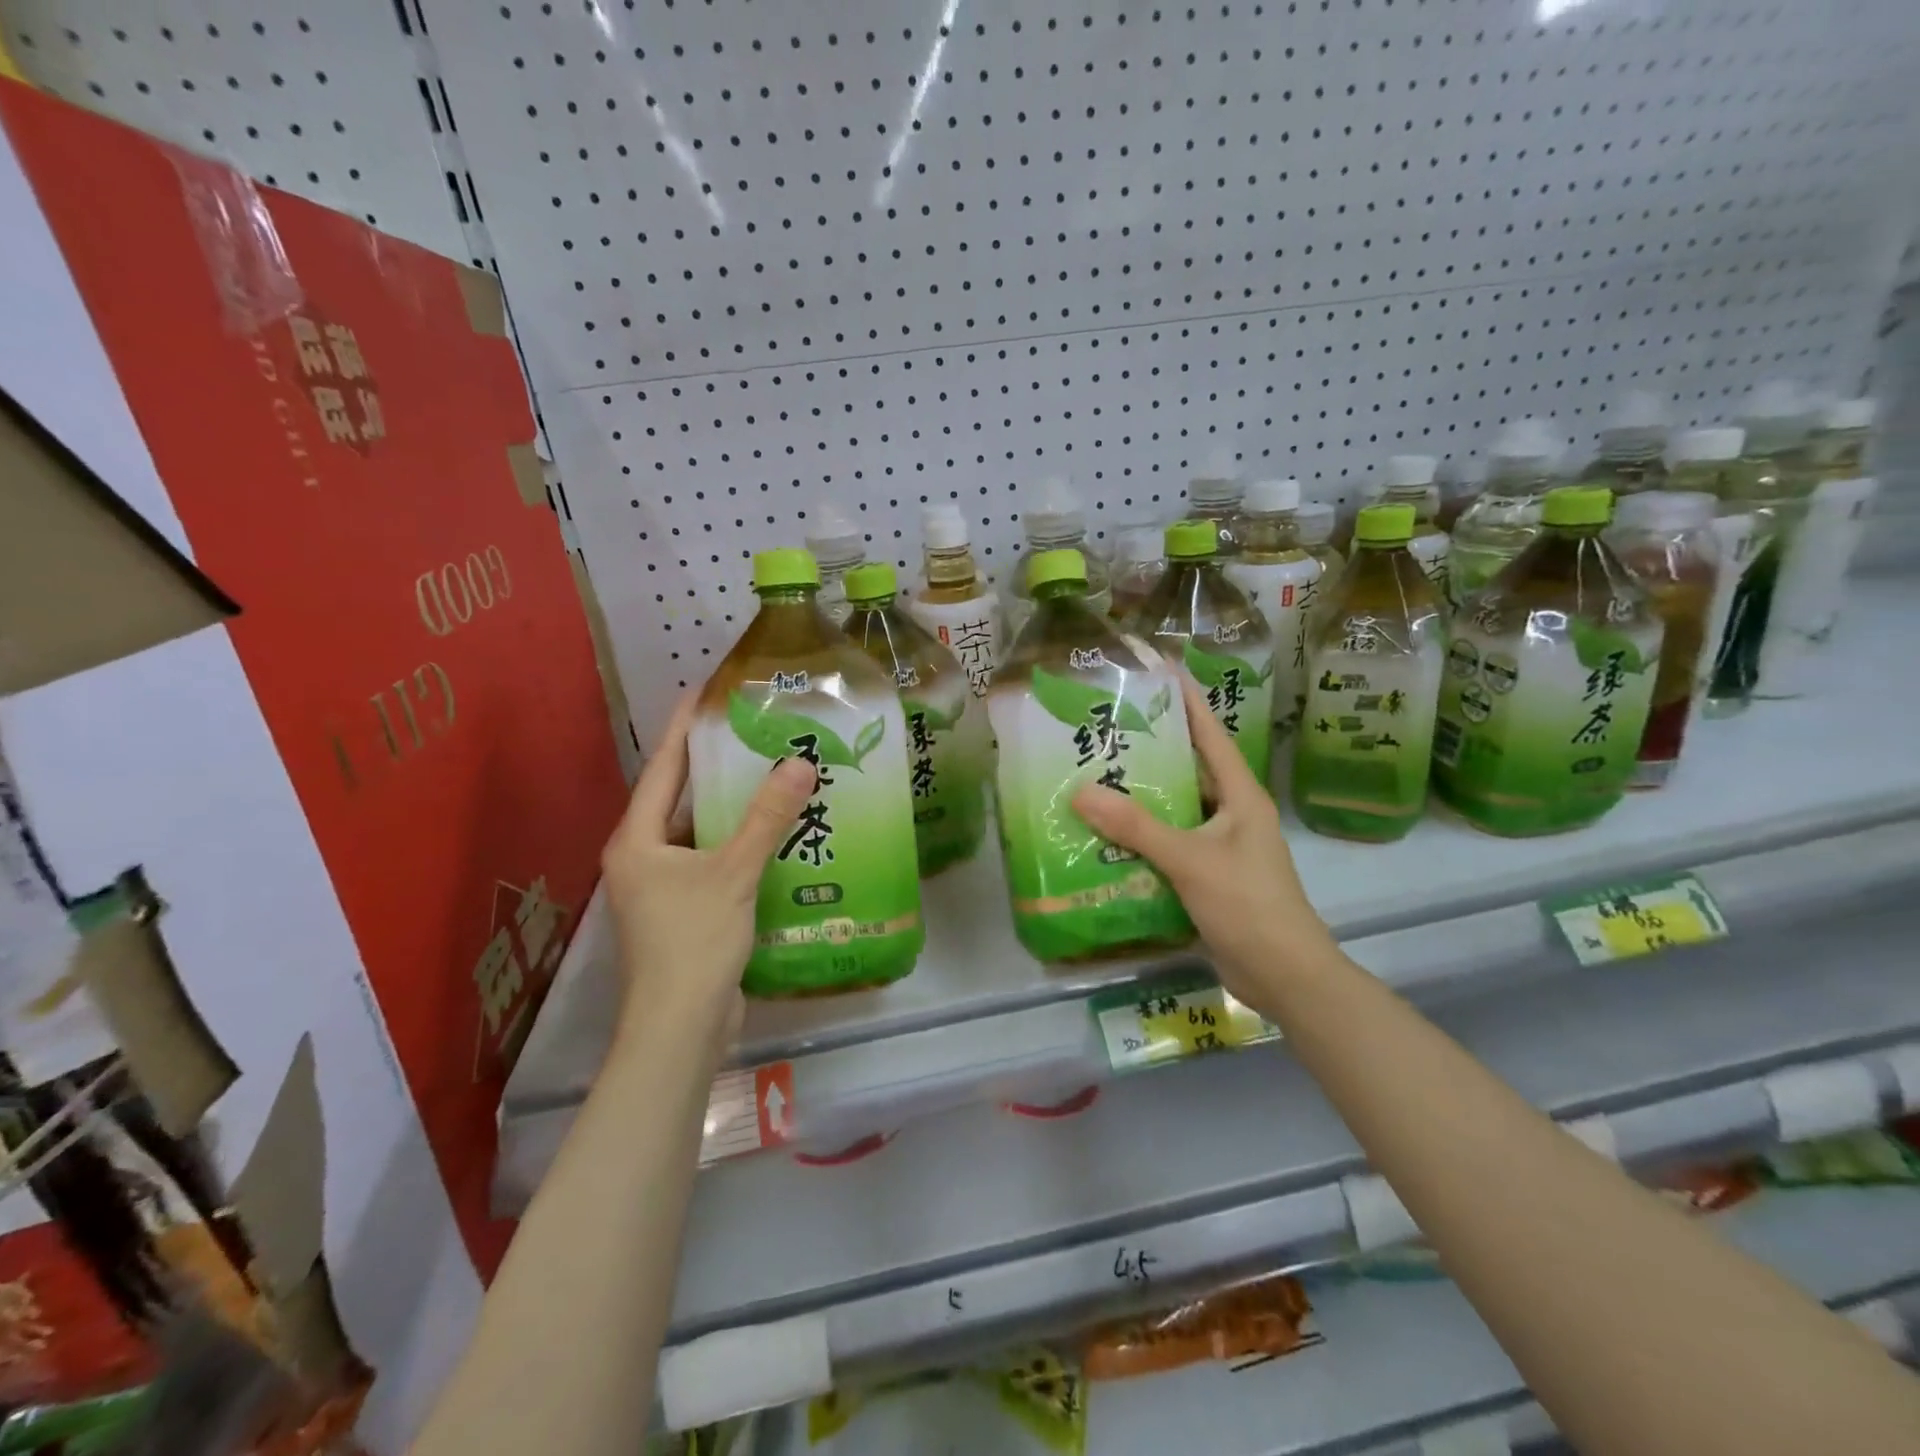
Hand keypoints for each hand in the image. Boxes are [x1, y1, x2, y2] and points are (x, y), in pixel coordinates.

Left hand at [600, 693, 815, 1048]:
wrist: (680, 1028)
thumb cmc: (693, 942)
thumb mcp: (733, 873)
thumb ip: (766, 818)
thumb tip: (800, 763)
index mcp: (638, 839)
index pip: (664, 768)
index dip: (684, 728)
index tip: (707, 692)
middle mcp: (644, 856)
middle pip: (682, 797)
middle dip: (715, 765)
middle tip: (755, 731)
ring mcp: (664, 886)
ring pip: (702, 831)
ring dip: (734, 807)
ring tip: (774, 773)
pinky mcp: (687, 909)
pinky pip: (716, 860)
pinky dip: (741, 843)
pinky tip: (777, 832)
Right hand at [1072, 677, 1335, 1008]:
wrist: (1284, 976)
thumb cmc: (1248, 904)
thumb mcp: (1190, 859)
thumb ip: (1136, 827)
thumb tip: (1080, 791)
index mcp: (1241, 796)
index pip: (1212, 735)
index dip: (1188, 701)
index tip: (1161, 670)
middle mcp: (1232, 814)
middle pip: (1189, 770)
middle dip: (1151, 751)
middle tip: (1106, 730)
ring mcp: (1221, 847)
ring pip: (1176, 810)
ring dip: (1141, 800)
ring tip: (1094, 778)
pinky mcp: (1208, 876)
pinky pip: (1170, 845)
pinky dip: (1142, 839)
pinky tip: (1106, 837)